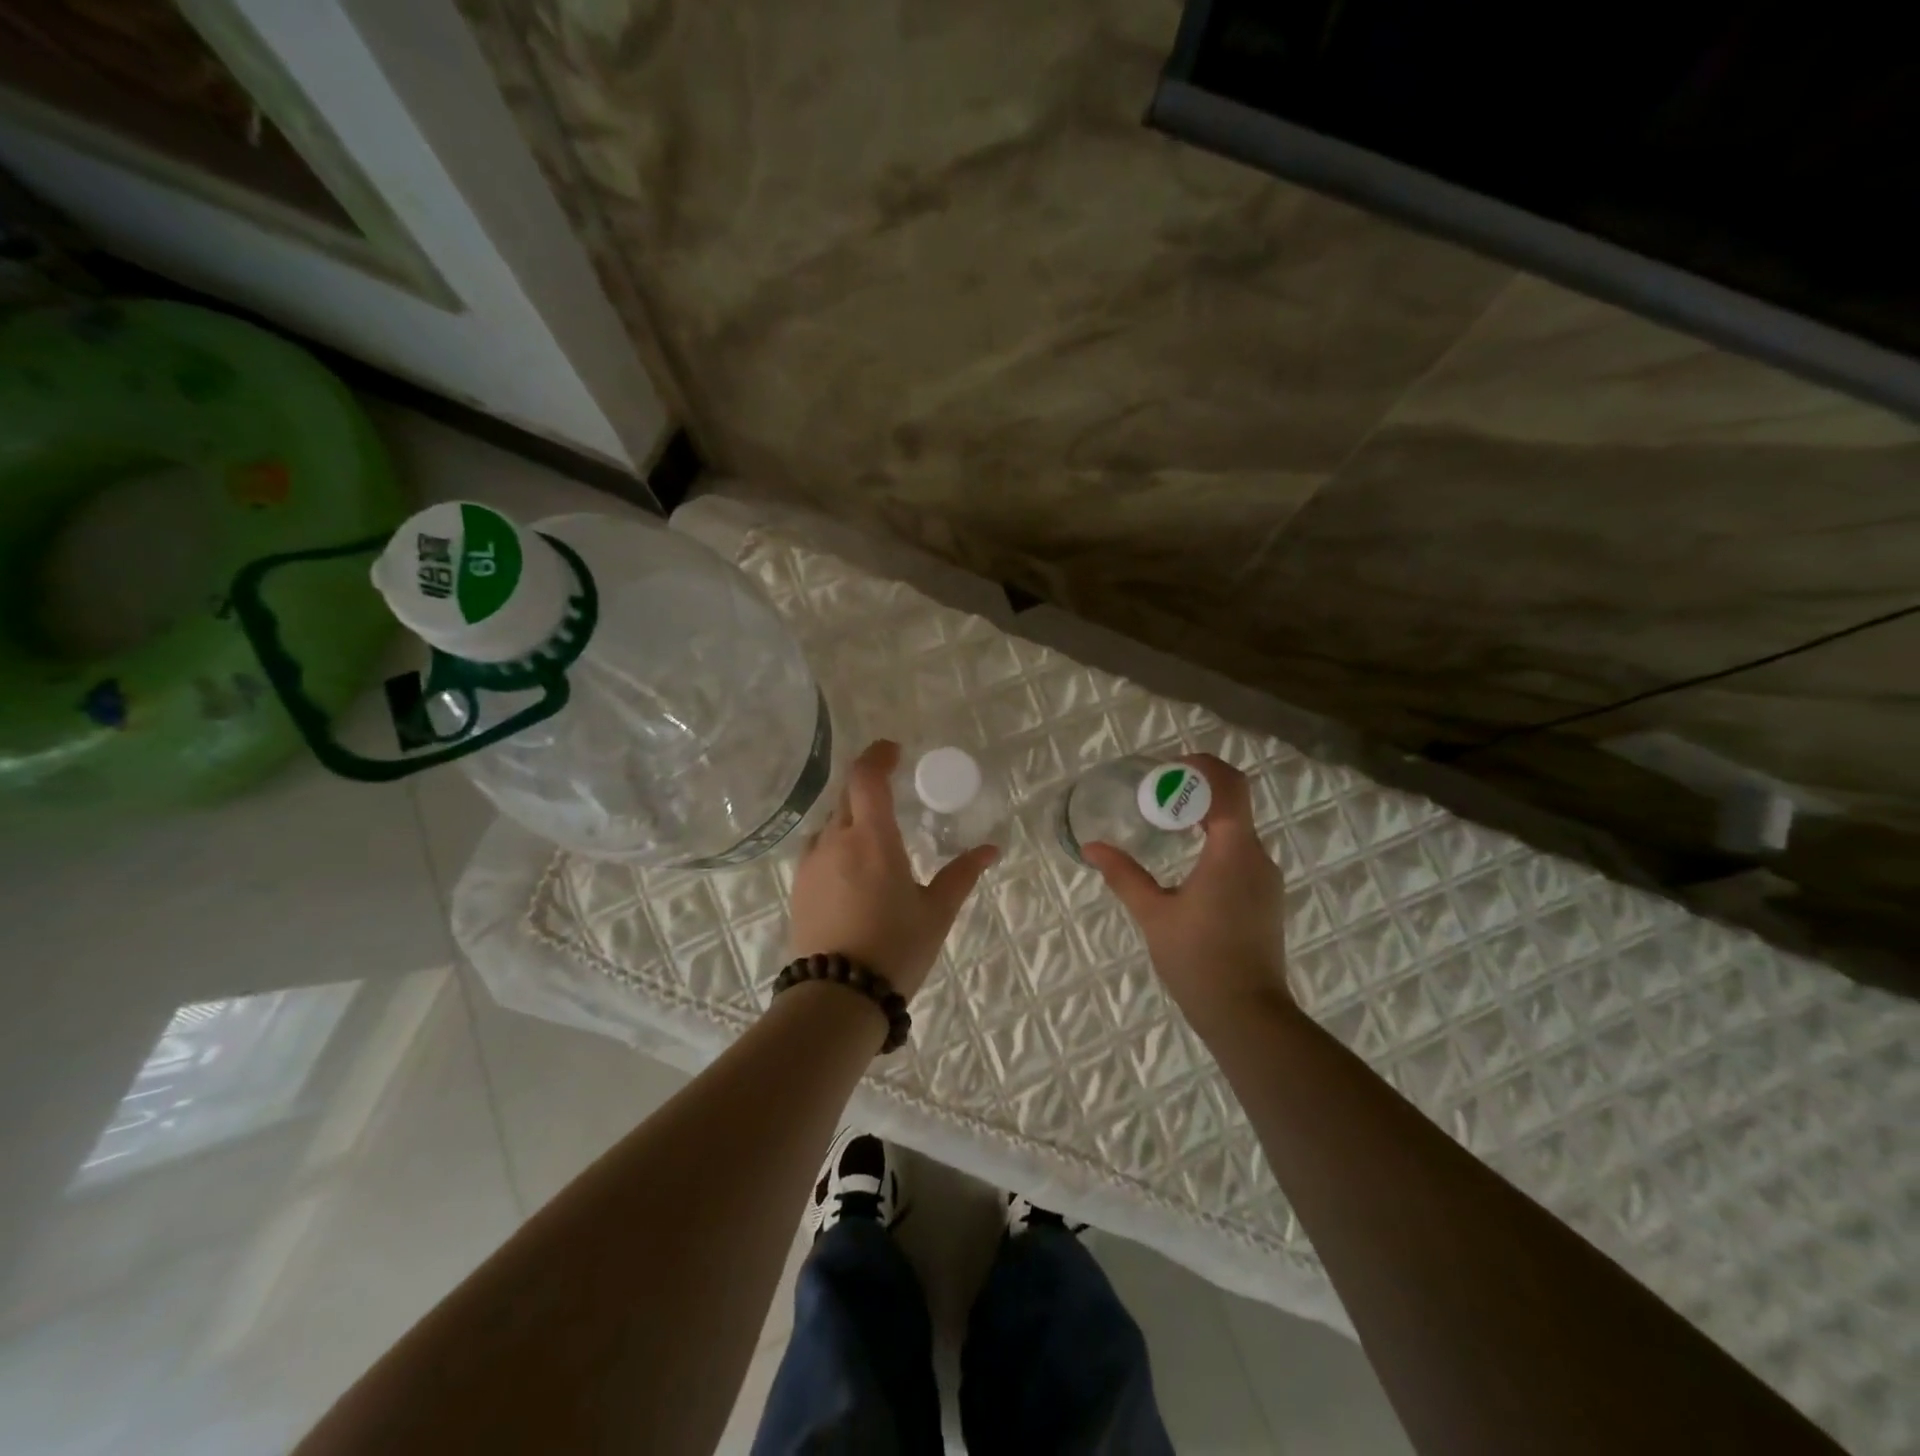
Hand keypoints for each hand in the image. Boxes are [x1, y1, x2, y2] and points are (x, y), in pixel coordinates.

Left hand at [788, 740, 997, 1000]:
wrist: (837, 998)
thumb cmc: (895, 949)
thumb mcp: (937, 912)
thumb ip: (962, 874)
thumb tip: (991, 849)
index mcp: (873, 839)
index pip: (867, 777)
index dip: (878, 755)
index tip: (894, 751)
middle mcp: (836, 840)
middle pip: (847, 794)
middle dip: (868, 786)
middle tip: (891, 793)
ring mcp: (812, 863)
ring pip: (831, 822)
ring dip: (851, 816)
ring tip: (874, 837)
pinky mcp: (799, 886)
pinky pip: (818, 848)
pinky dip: (837, 843)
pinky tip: (852, 869)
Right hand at [1082, 753, 1292, 1035]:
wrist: (1248, 1015)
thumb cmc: (1198, 960)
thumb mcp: (1153, 914)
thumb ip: (1124, 875)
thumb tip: (1092, 847)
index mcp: (1233, 851)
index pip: (1229, 785)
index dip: (1202, 767)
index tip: (1169, 768)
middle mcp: (1257, 856)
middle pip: (1235, 801)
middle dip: (1199, 788)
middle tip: (1159, 793)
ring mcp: (1266, 879)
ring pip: (1239, 828)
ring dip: (1207, 815)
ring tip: (1167, 823)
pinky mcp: (1266, 898)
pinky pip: (1242, 852)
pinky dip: (1216, 840)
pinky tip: (1188, 860)